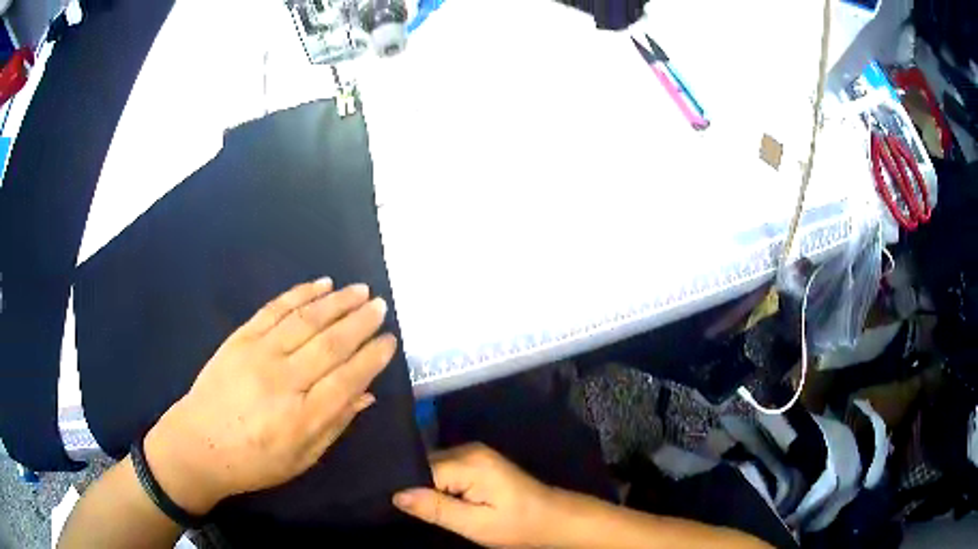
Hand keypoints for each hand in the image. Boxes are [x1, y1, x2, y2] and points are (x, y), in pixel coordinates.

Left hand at [143, 278, 397, 514]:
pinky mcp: (239, 339)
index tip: (390, 341)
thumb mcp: (301, 459)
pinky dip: (300, 294)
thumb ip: (335, 425)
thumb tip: (366, 395)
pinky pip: (274, 309)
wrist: (197, 445)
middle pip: (330, 344)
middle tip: (381, 306)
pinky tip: (321, 284)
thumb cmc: (253, 463)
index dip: (372, 358)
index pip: (347, 380)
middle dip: (361, 322)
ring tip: (360, 290)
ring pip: (306, 320)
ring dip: (337, 302)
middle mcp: (282, 382)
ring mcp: (258, 355)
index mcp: (301, 419)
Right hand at [393, 443, 559, 547]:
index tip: (392, 505)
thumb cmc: (516, 525)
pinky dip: (439, 485)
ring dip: (427, 487)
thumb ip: (436, 508)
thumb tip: (397, 494)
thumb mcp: (474, 524)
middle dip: (415, 486)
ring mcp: (475, 453)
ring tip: (420, 508)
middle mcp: (468, 450)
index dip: (407, 488)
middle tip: (407, 511)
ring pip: (434, 467)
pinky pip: (446, 469)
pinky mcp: (478, 462)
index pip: (420, 469)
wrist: (553, 519)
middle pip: (426, 465)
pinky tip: (438, 501)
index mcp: (469, 462)